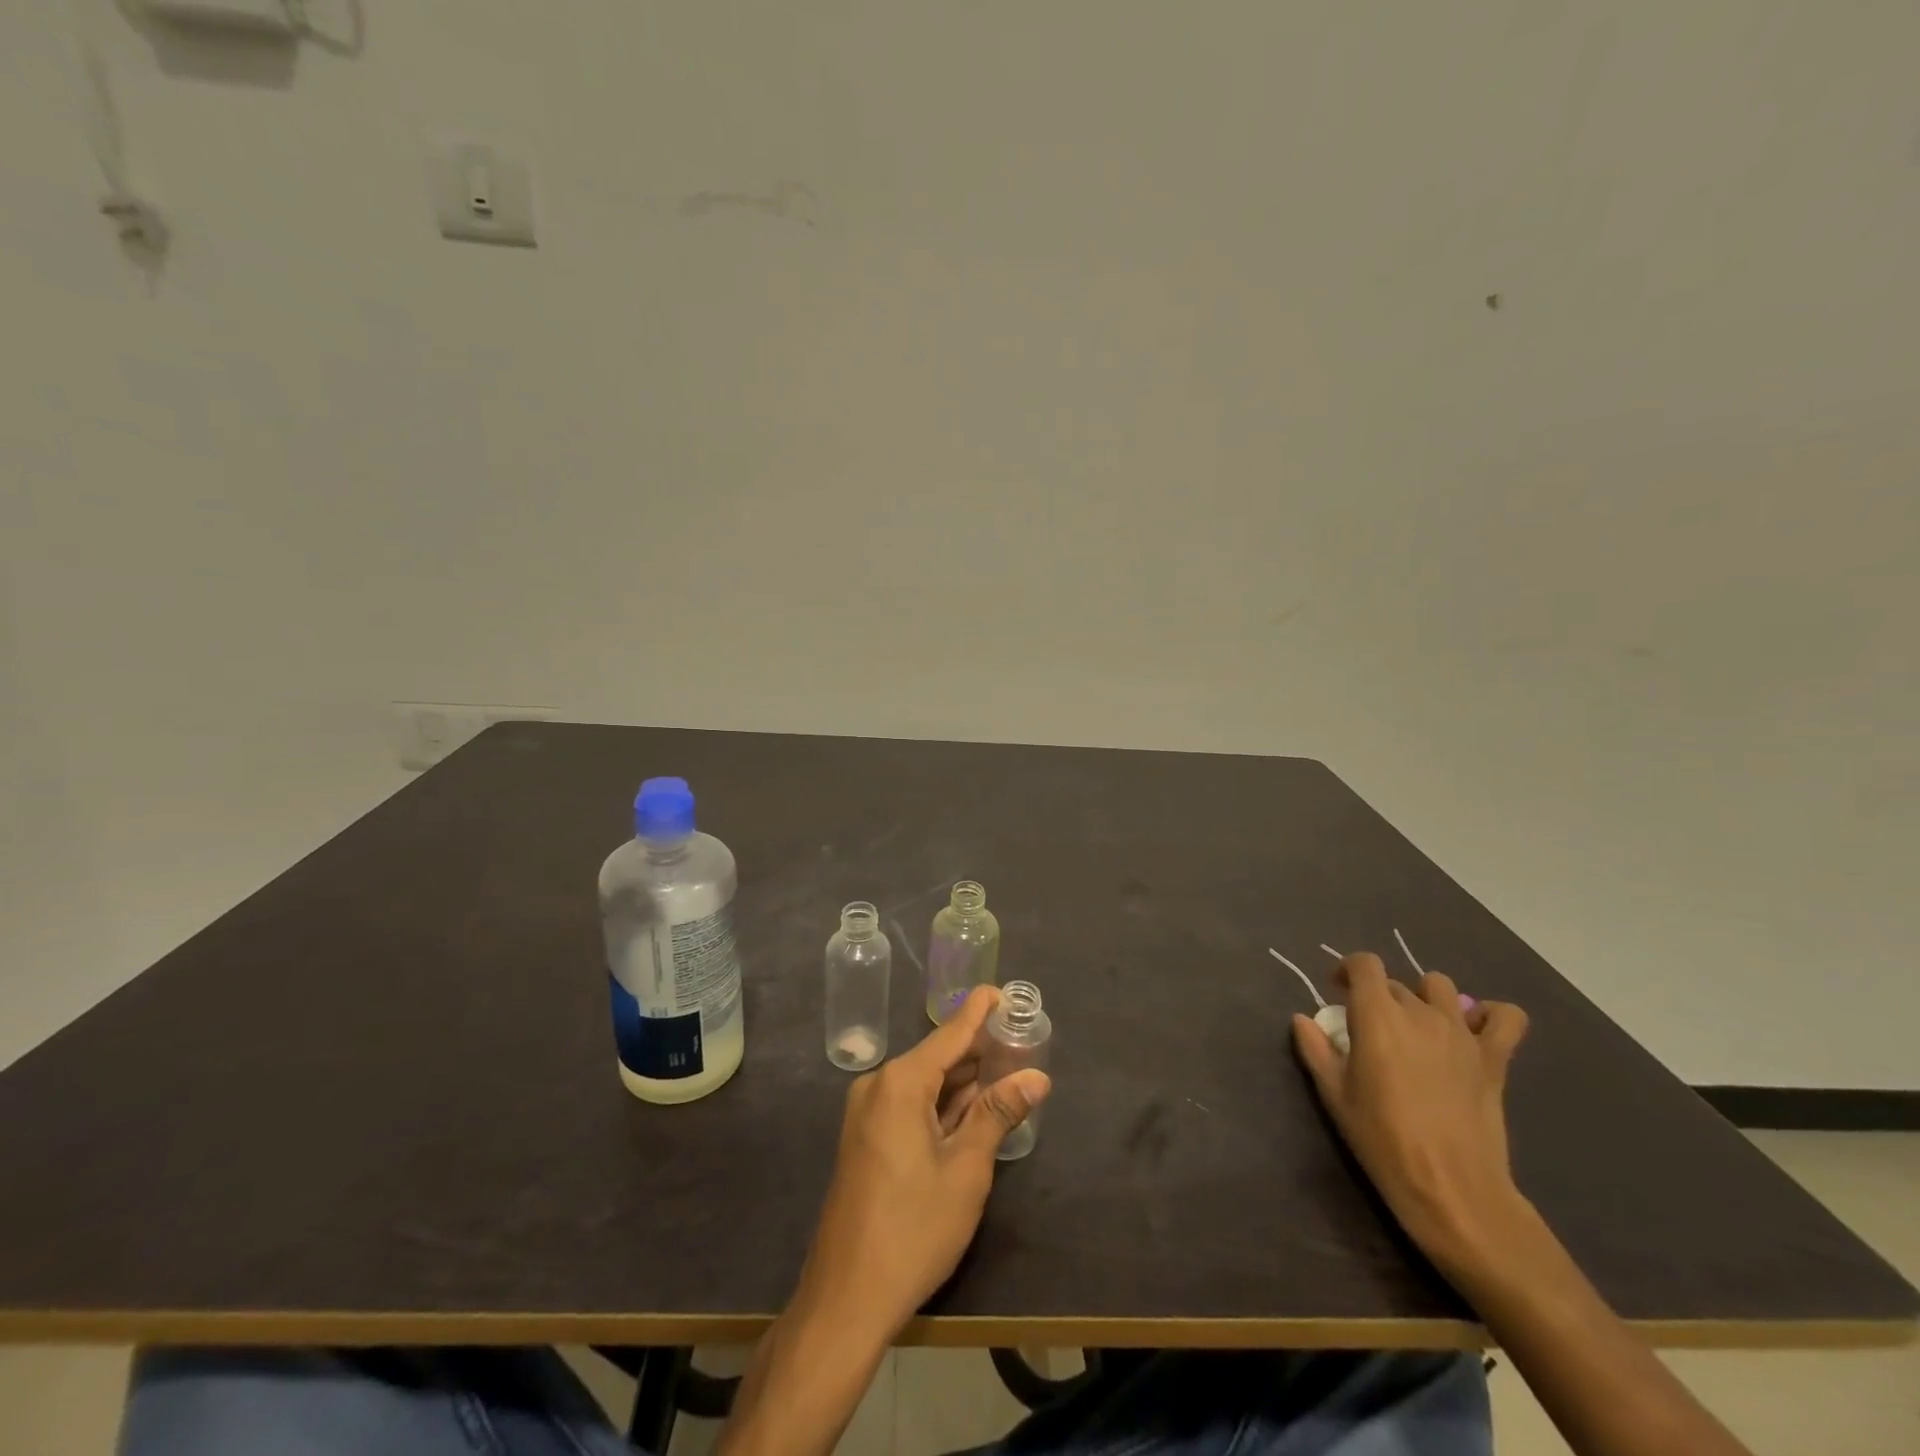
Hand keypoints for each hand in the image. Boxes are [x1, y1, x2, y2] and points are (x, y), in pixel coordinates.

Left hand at [795, 986, 1051, 1340]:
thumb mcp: (966, 1169)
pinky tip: (973, 1108)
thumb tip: (1036, 1076)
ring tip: (1006, 1069)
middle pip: (938, 1057)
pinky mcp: (866, 1138)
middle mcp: (879, 1086)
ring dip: (963, 1082)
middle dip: (978, 1052)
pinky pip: (910, 1106)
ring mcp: (868, 1113)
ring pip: (925, 1084)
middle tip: (1020, 1041)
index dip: (978, 1012)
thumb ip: (998, 1114)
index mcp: (900, 1082)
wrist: (846, 1297)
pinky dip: (942, 1105)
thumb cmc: (914, 1228)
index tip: (1002, 991)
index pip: (949, 1033)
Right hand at [1292, 953, 1529, 1277]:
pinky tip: (1474, 1031)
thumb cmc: (1382, 1139)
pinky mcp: (1494, 1058)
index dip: (1348, 970)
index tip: (1338, 991)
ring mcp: (1461, 1033)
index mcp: (1377, 1016)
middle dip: (1379, 996)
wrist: (1451, 1187)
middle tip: (1371, 1030)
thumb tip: (1303, 1019)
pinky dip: (1492, 1016)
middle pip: (1397, 983)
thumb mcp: (1334, 1095)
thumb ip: (1315, 1049)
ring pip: (1441, 987)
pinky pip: (1507, 1017)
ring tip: (1417, 1027)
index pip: (1364, 964)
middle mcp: (1420, 1012)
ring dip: (1425, 998)